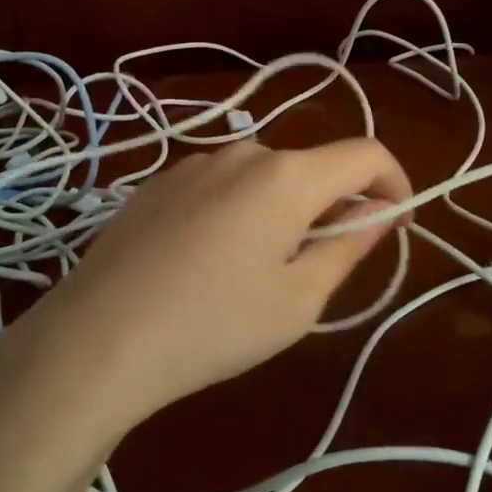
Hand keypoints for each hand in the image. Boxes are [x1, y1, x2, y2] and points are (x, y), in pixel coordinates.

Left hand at [11, 139, 411, 430]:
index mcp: (287, 175)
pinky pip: (222, 187)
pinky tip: (209, 264)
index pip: (365, 154)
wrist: (96, 339)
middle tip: (322, 267)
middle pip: (312, 166)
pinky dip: (240, 213)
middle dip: (333, 206)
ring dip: (284, 211)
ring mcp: (194, 164)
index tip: (395, 224)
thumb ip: (349, 245)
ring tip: (259, 273)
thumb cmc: (214, 325)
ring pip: (265, 178)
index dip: (395, 183)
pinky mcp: (158, 183)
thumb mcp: (299, 299)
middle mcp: (243, 152)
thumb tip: (379, 212)